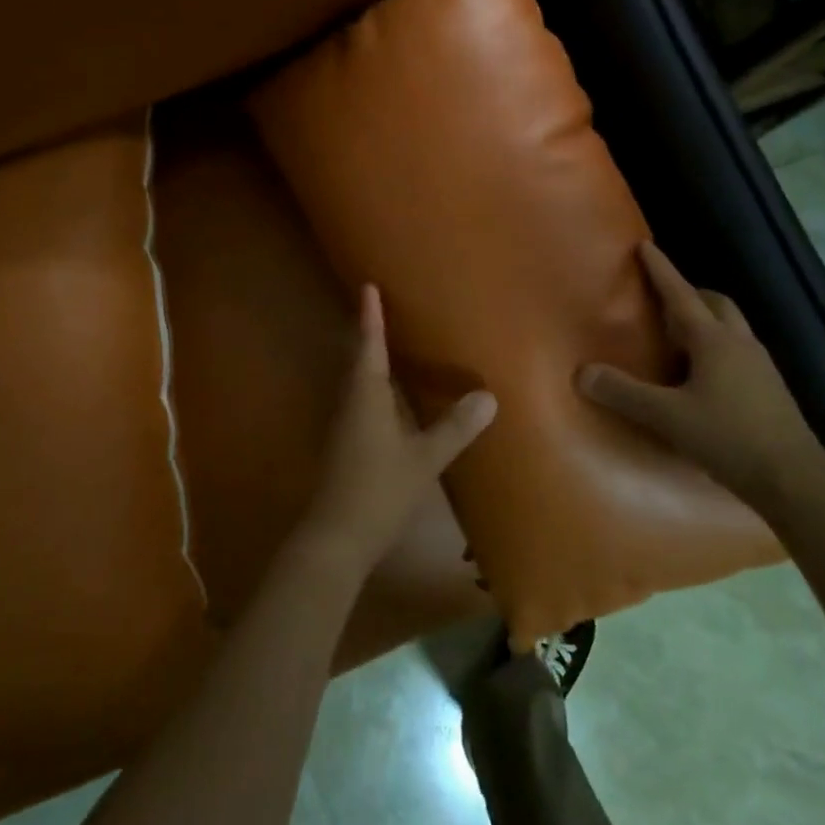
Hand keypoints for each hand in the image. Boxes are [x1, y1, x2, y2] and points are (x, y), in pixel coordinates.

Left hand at [297, 285, 496, 577]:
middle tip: (381, 307)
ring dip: (369, 358)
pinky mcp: (345, 444)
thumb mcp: (424, 459)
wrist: (336, 538)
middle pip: (357, 359)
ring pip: (357, 381)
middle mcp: (350, 403)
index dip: (370, 317)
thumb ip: (455, 428)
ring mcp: (344, 425)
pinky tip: (389, 395)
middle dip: (368, 332)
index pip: (369, 346)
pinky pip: (360, 400)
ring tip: (389, 343)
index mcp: (365, 397)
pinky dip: (373, 385)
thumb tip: (488, 395)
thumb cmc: (379, 490)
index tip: (367, 286)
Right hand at [579, 241, 824, 507]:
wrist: (794, 479)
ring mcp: (760, 366)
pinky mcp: (770, 389)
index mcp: (714, 341)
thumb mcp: (667, 416)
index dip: (661, 270)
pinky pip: (738, 352)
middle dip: (689, 294)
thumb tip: (581, 372)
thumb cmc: (728, 437)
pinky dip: (717, 348)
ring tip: (678, 339)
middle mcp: (740, 344)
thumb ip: (624, 393)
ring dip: (705, 321)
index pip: (680, 295)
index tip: (645, 245)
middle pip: (716, 304)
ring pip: (731, 327)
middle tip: (663, 301)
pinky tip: (702, 376)